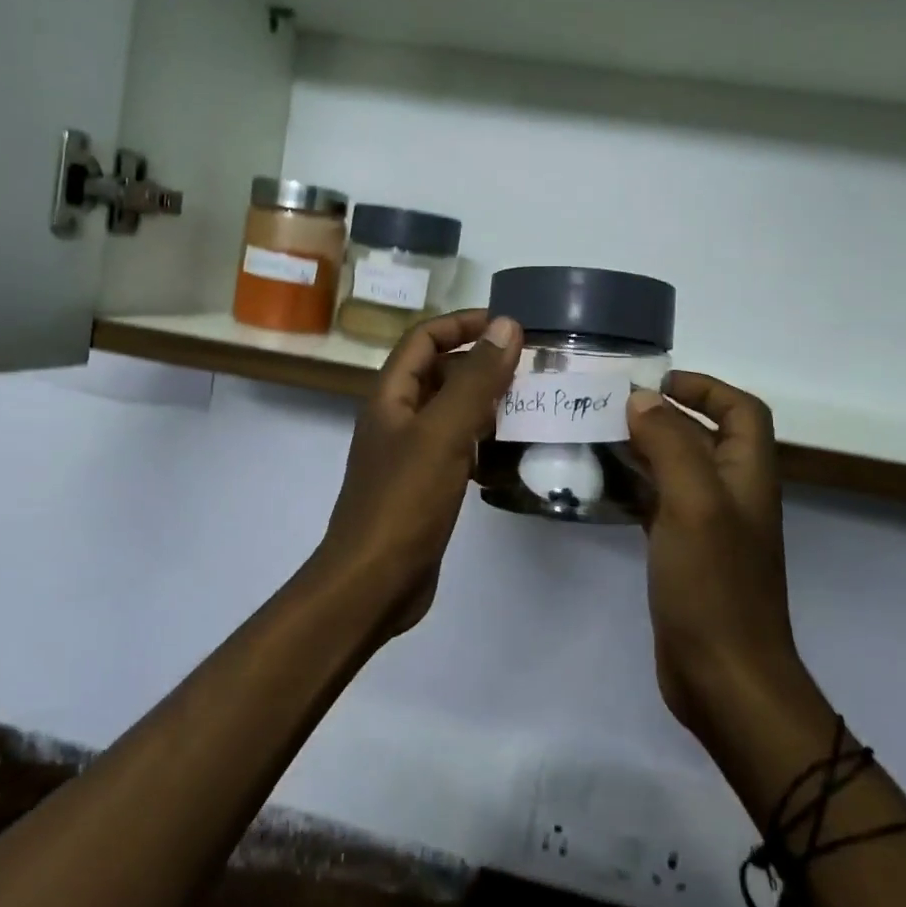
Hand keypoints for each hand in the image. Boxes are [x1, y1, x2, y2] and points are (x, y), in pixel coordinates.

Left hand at [315, 309, 522, 637]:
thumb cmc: (404, 501)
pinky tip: (512, 451)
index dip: (462, 323)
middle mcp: (397, 418)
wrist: (373, 583)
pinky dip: (482, 441)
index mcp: (391, 396)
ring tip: (531, 402)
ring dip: (486, 402)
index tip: (509, 326)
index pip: (424, 338)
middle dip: (481, 363)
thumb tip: (506, 325)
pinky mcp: (424, 486)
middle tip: (531, 367)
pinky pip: (456, 448)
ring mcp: (409, 454)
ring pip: (450, 412)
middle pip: (439, 372)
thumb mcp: (444, 433)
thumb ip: (475, 378)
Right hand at [626, 374, 802, 741]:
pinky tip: (599, 485)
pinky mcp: (682, 554)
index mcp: (747, 475)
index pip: (742, 410)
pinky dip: (634, 486)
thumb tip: (642, 400)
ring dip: (643, 449)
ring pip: (676, 469)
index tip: (657, 382)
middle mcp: (731, 494)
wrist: (724, 677)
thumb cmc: (714, 584)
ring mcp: (707, 526)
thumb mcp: (693, 503)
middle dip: (663, 414)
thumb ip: (670, 443)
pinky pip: (658, 504)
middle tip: (609, 406)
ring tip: (595, 436)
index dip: (706, 387)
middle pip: (704, 435)